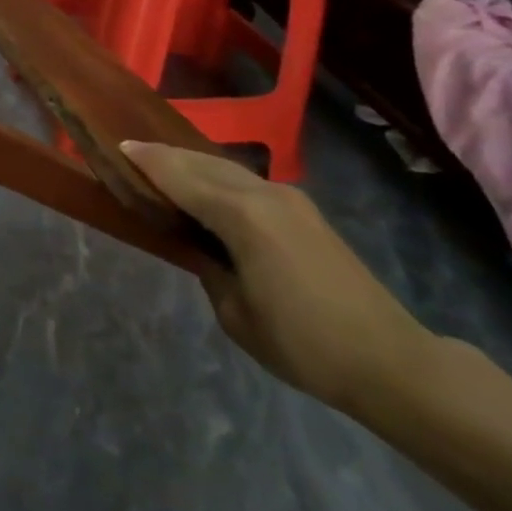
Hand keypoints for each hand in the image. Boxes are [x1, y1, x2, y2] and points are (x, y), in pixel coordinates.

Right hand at [123, 142, 433, 414]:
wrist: (392, 362)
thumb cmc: (305, 345)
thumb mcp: (235, 313)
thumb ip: (207, 266)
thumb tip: (199, 246)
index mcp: (242, 217)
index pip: (180, 177)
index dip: (147, 161)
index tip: (118, 147)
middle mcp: (265, 195)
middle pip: (203, 163)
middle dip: (166, 155)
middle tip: (132, 153)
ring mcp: (289, 200)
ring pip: (227, 168)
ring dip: (192, 163)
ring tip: (162, 167)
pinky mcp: (304, 212)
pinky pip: (247, 182)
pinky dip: (217, 177)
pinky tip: (206, 189)